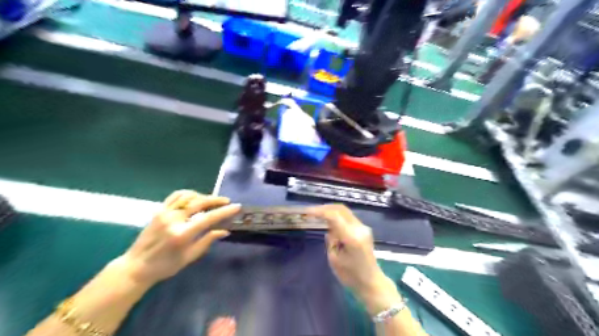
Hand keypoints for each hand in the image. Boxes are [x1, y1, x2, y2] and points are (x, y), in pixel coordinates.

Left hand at [120, 190, 239, 287]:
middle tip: (227, 201)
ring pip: (188, 196)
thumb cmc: (165, 266)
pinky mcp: (159, 210)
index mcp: (182, 234)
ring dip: (203, 196)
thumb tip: (224, 231)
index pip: (209, 218)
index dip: (224, 211)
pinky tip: (195, 197)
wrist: (136, 266)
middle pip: (199, 202)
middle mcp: (174, 219)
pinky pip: (176, 196)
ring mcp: (164, 213)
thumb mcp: (189, 257)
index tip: (236, 206)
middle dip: (216, 200)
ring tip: (212, 201)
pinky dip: (188, 194)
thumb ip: (207, 241)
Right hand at [308, 205, 402, 314]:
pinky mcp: (364, 230)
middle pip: (341, 209)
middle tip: (311, 211)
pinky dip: (337, 216)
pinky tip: (328, 221)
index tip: (307, 212)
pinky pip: (348, 217)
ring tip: (317, 214)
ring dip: (331, 210)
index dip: (319, 211)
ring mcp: (363, 228)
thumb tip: (329, 230)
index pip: (334, 216)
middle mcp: (359, 228)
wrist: (372, 283)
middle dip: (325, 208)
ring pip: (345, 211)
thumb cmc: (351, 276)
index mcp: (351, 237)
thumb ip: (330, 241)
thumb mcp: (334, 260)